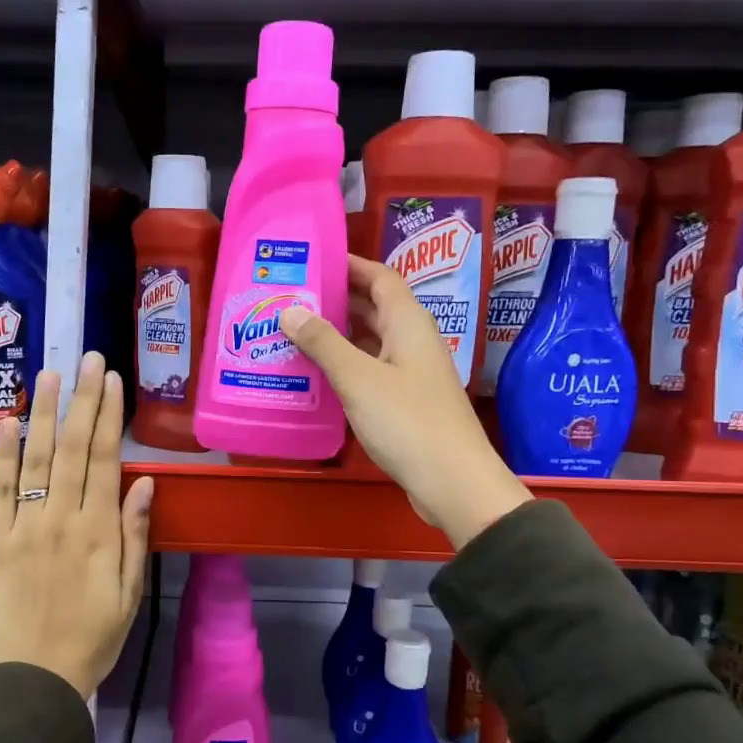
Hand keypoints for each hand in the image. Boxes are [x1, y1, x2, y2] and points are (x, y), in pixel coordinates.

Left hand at [0, 352, 154, 697]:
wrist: (35, 677)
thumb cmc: (94, 636)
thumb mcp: (130, 592)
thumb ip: (136, 534)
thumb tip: (145, 481)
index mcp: (99, 532)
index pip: (105, 459)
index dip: (109, 416)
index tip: (111, 380)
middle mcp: (62, 519)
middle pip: (74, 449)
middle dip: (81, 399)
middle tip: (86, 358)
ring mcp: (25, 527)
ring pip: (36, 460)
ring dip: (44, 413)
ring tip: (49, 374)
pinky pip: (0, 490)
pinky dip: (3, 455)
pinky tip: (7, 423)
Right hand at [281, 255, 530, 548]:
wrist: (452, 482)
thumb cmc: (407, 421)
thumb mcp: (358, 378)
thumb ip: (323, 343)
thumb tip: (290, 310)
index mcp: (408, 323)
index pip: (380, 277)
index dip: (350, 265)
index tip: (312, 260)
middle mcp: (412, 341)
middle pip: (373, 308)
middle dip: (335, 300)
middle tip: (290, 298)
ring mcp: (410, 373)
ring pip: (370, 342)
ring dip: (336, 336)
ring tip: (292, 333)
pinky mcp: (404, 402)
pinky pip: (370, 370)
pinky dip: (344, 366)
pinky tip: (314, 375)